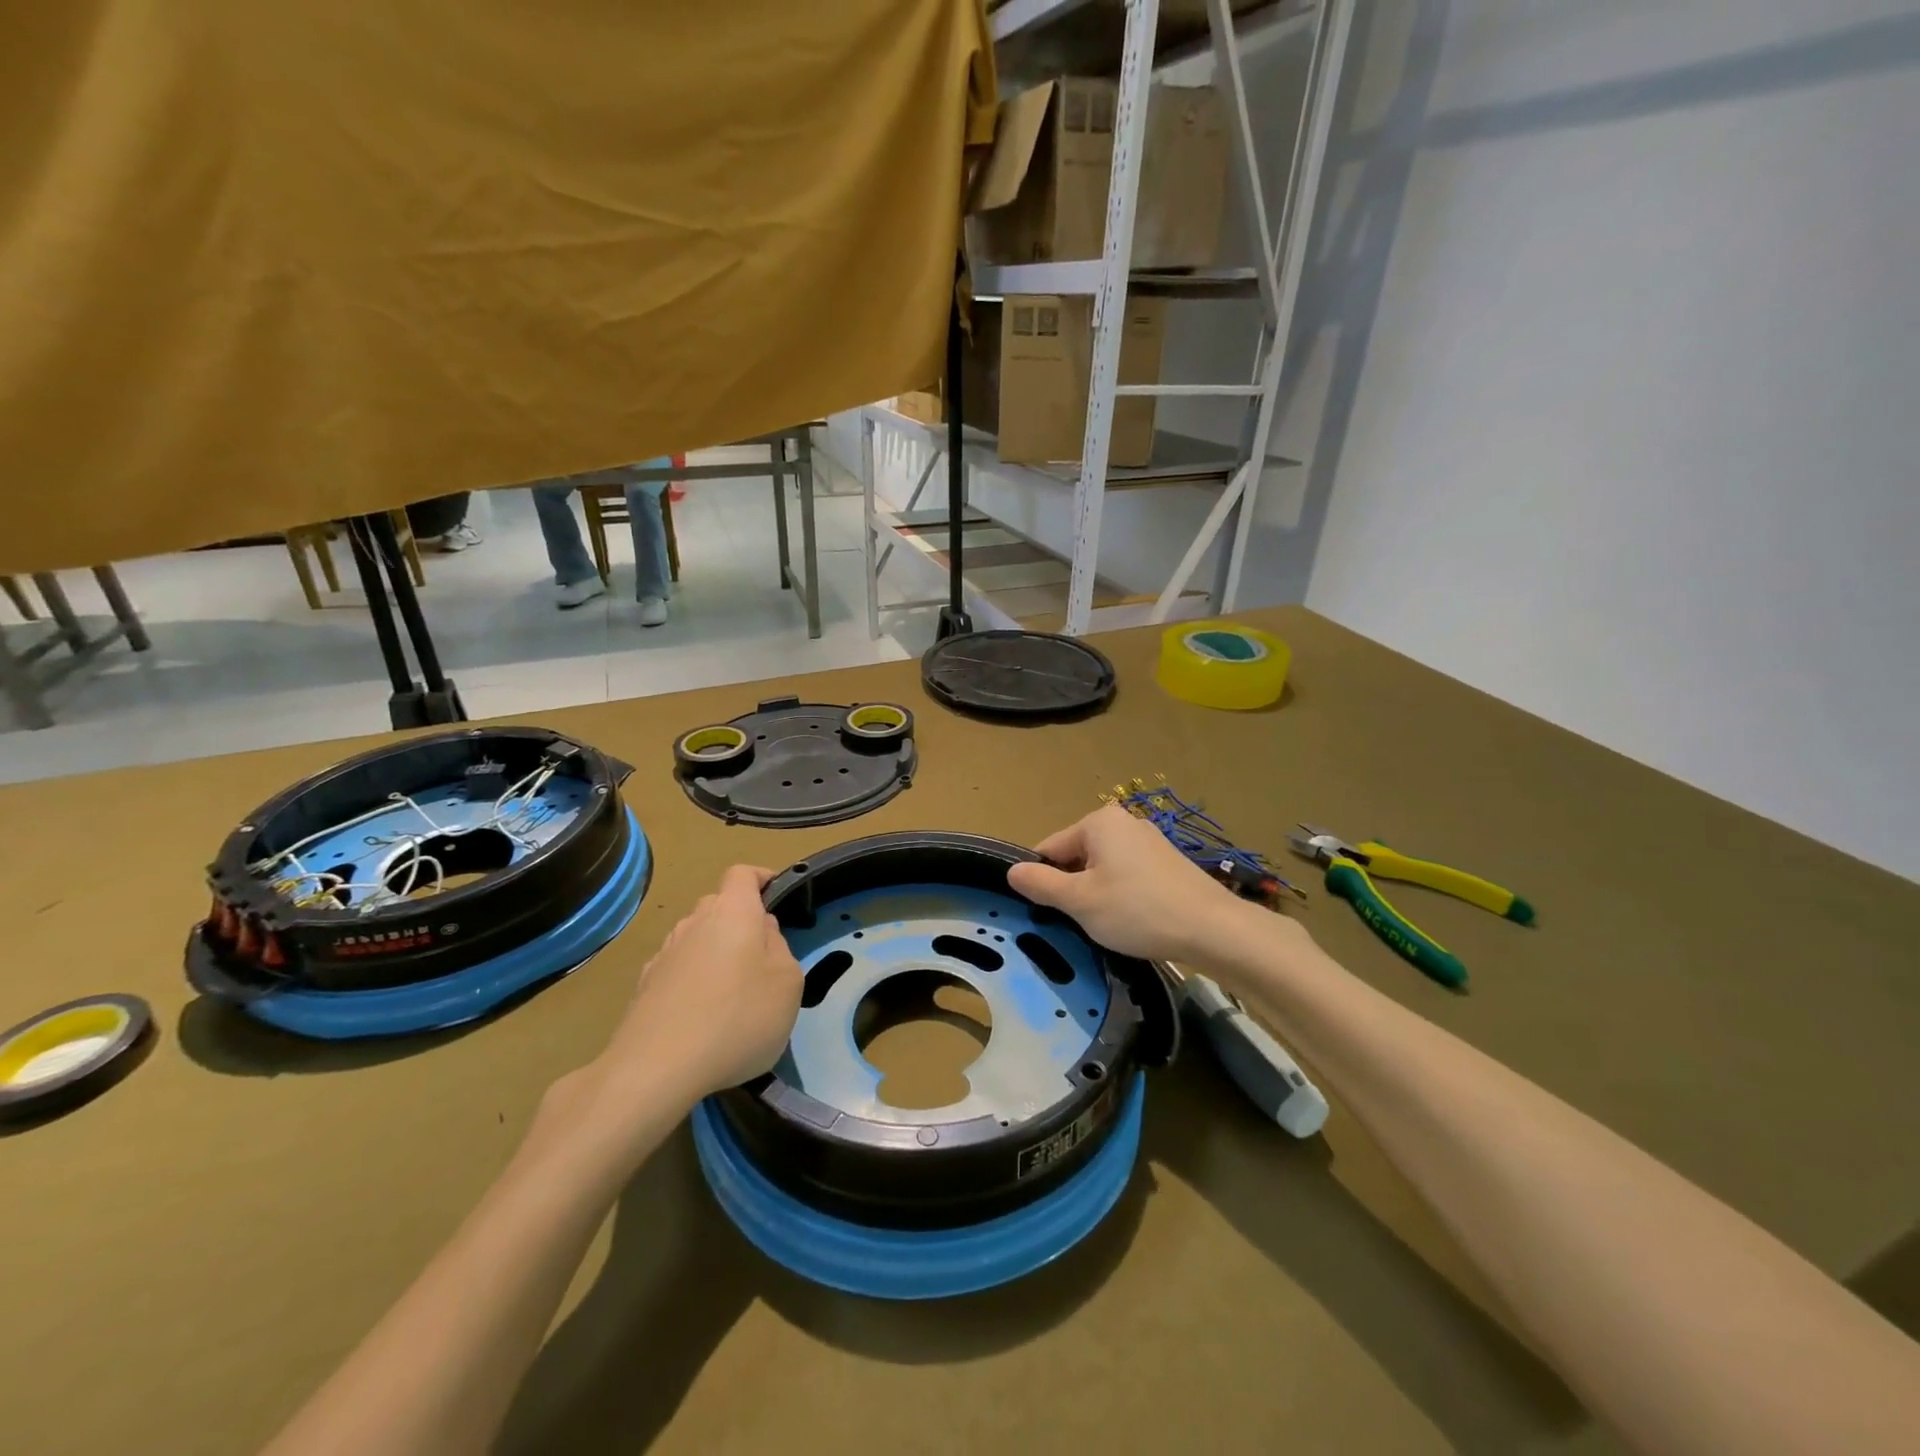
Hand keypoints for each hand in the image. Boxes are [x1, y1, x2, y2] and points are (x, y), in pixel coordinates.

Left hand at [595, 864, 802, 1107]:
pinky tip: (702, 1017)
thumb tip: (762, 933)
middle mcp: (694, 922)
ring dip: (716, 953)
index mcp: (733, 911)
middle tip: (762, 957)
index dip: (761, 878)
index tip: (777, 896)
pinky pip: (678, 970)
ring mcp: (664, 954)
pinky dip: (693, 982)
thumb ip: (780, 948)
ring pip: (697, 938)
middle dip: (741, 921)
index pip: (742, 874)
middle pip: (719, 906)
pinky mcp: (644, 987)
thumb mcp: (788, 983)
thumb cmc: (738, 1017)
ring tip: (732, 994)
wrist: (655, 1068)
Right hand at [1006, 804, 1248, 963]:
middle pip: (1077, 857)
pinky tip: (1133, 921)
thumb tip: (1012, 871)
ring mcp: (1149, 841)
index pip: (1050, 849)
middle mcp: (1123, 822)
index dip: (1043, 882)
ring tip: (1108, 925)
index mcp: (1098, 822)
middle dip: (1072, 888)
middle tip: (1080, 922)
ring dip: (1097, 895)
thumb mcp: (1080, 901)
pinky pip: (1128, 876)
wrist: (1211, 929)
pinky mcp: (1167, 863)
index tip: (1047, 913)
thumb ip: (1041, 884)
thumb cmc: (1137, 910)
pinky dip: (1122, 896)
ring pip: (1103, 869)